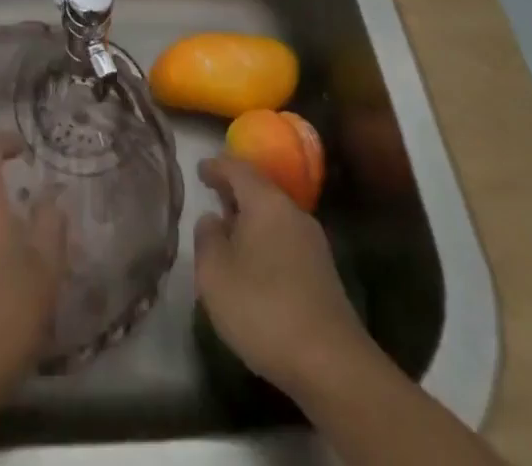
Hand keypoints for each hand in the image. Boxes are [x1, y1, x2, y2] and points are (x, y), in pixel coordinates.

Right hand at [193, 155, 378, 396]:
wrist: (333, 365)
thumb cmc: (264, 308)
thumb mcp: (215, 273)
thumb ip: (207, 238)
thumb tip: (212, 219)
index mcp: (266, 201)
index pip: (237, 168)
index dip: (216, 166)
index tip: (199, 170)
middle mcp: (293, 212)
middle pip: (260, 190)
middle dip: (235, 192)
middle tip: (212, 197)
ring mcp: (313, 244)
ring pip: (274, 217)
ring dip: (251, 220)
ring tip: (229, 233)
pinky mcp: (324, 274)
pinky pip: (285, 242)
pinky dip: (266, 243)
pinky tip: (254, 266)